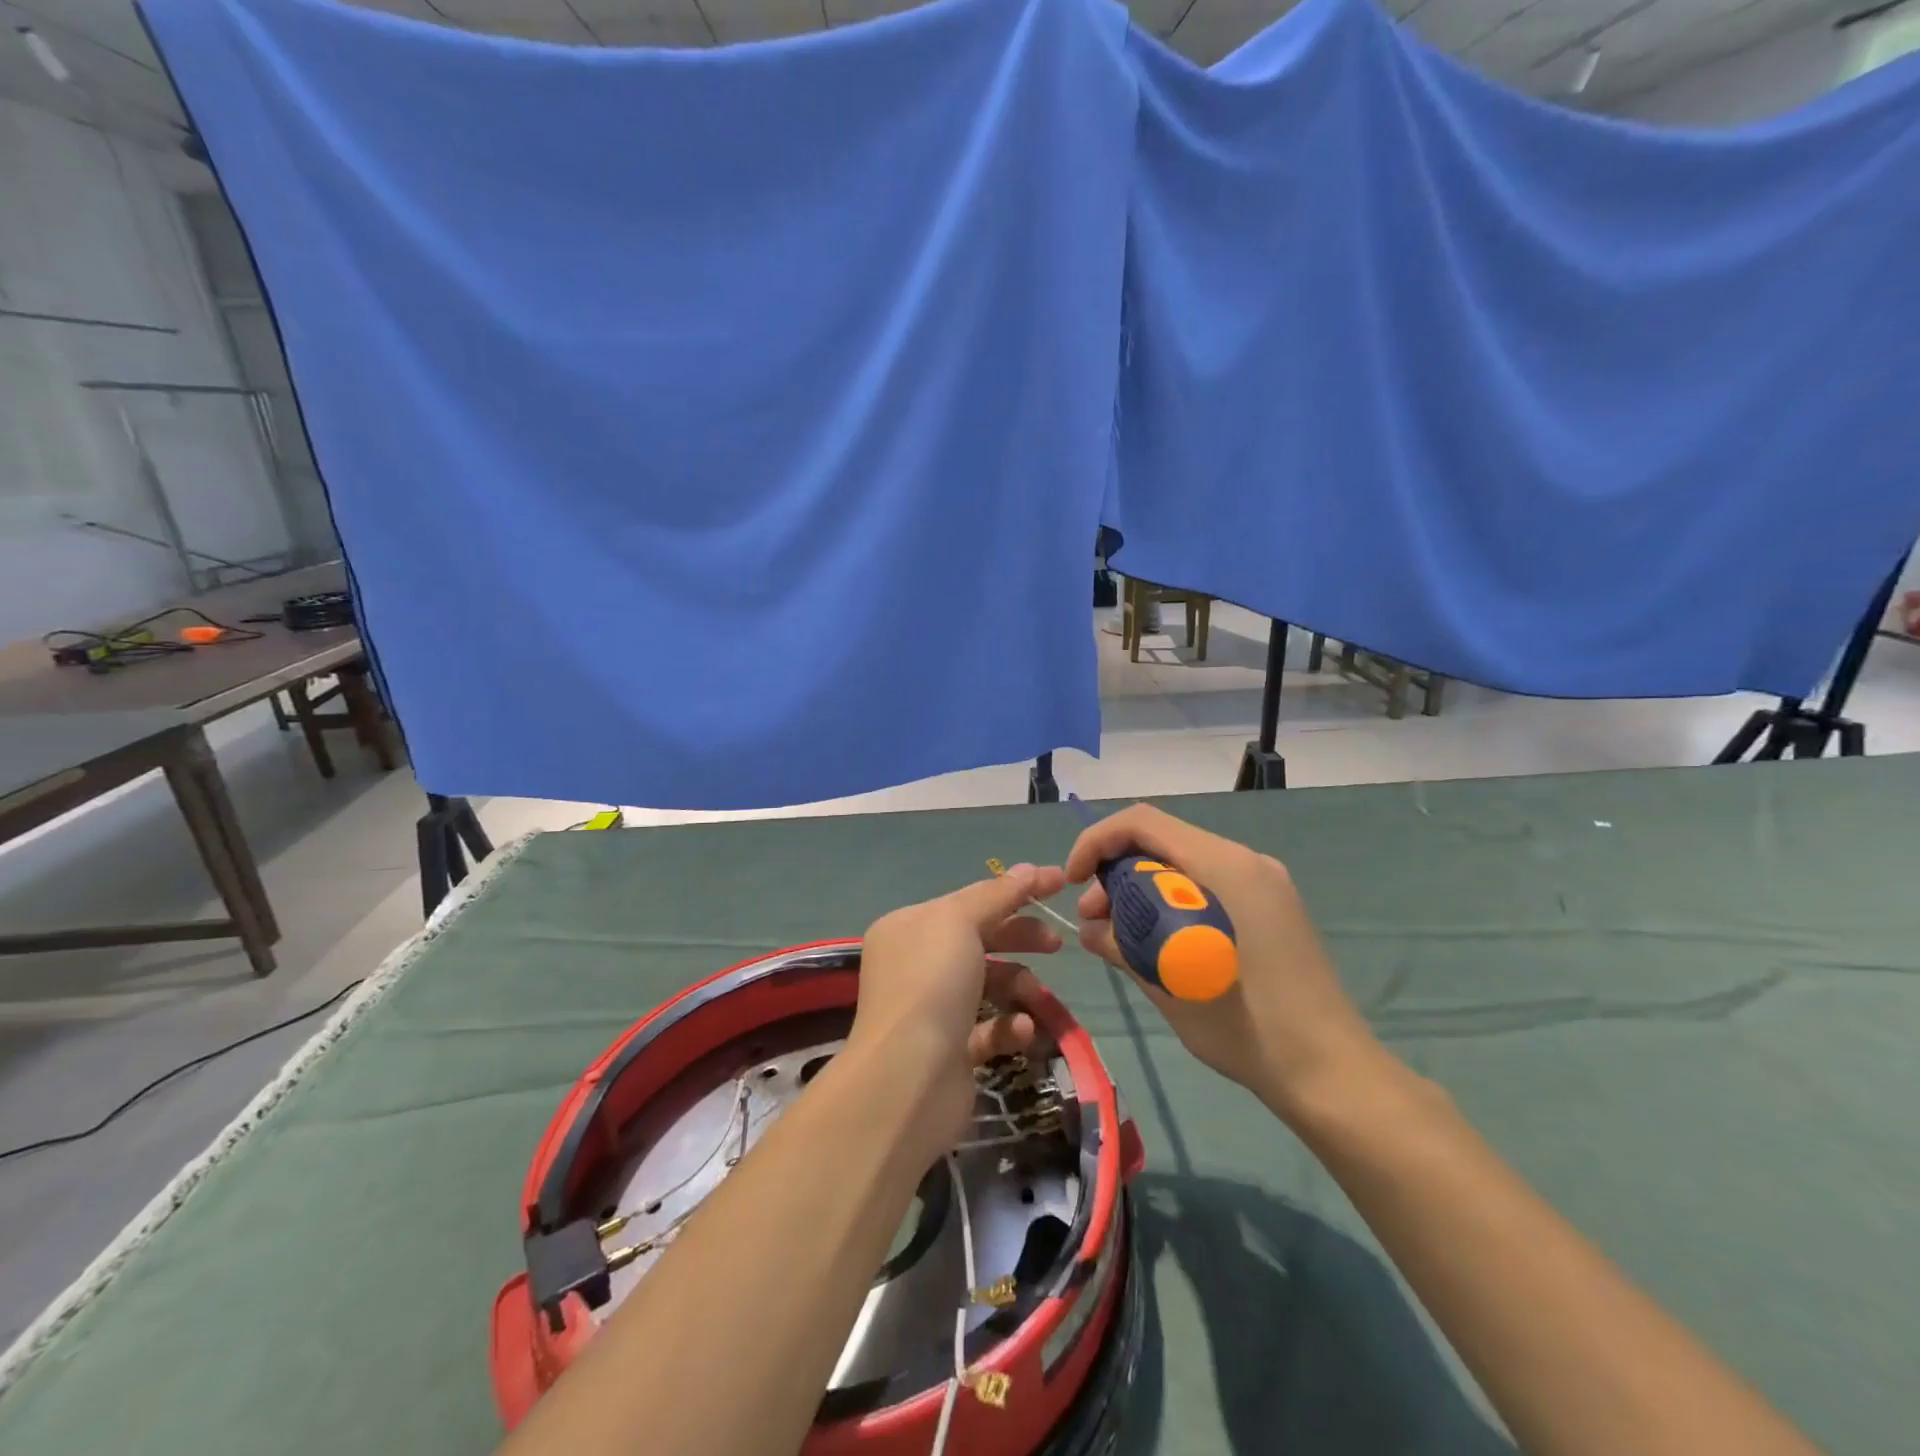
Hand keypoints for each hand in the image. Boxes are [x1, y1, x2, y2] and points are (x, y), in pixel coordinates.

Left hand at [851, 863, 1066, 1157]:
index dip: (1015, 891)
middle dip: (1020, 938)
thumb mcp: (960, 923)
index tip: (1060, 884)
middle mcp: (915, 963)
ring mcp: (932, 1009)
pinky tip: (1021, 1031)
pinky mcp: (951, 1051)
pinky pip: (989, 1028)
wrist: (906, 1080)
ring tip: (1035, 997)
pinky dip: (1009, 1026)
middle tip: (1056, 944)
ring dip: (1019, 986)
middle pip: (980, 939)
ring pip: (989, 984)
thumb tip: (1029, 868)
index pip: (969, 899)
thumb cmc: (930, 984)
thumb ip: (997, 895)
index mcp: (909, 927)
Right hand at [1065, 805, 1384, 1119]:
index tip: (1074, 881)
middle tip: (1095, 920)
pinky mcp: (1270, 907)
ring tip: (1121, 935)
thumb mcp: (1169, 985)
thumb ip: (1123, 943)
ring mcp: (1263, 882)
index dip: (1097, 841)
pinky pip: (1207, 884)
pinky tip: (1160, 940)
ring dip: (1143, 888)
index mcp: (1225, 867)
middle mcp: (1246, 860)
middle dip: (1116, 870)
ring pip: (1184, 863)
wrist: (1331, 1072)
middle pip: (1163, 841)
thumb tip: (1091, 928)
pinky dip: (1172, 901)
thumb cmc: (1247, 1028)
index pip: (1143, 823)